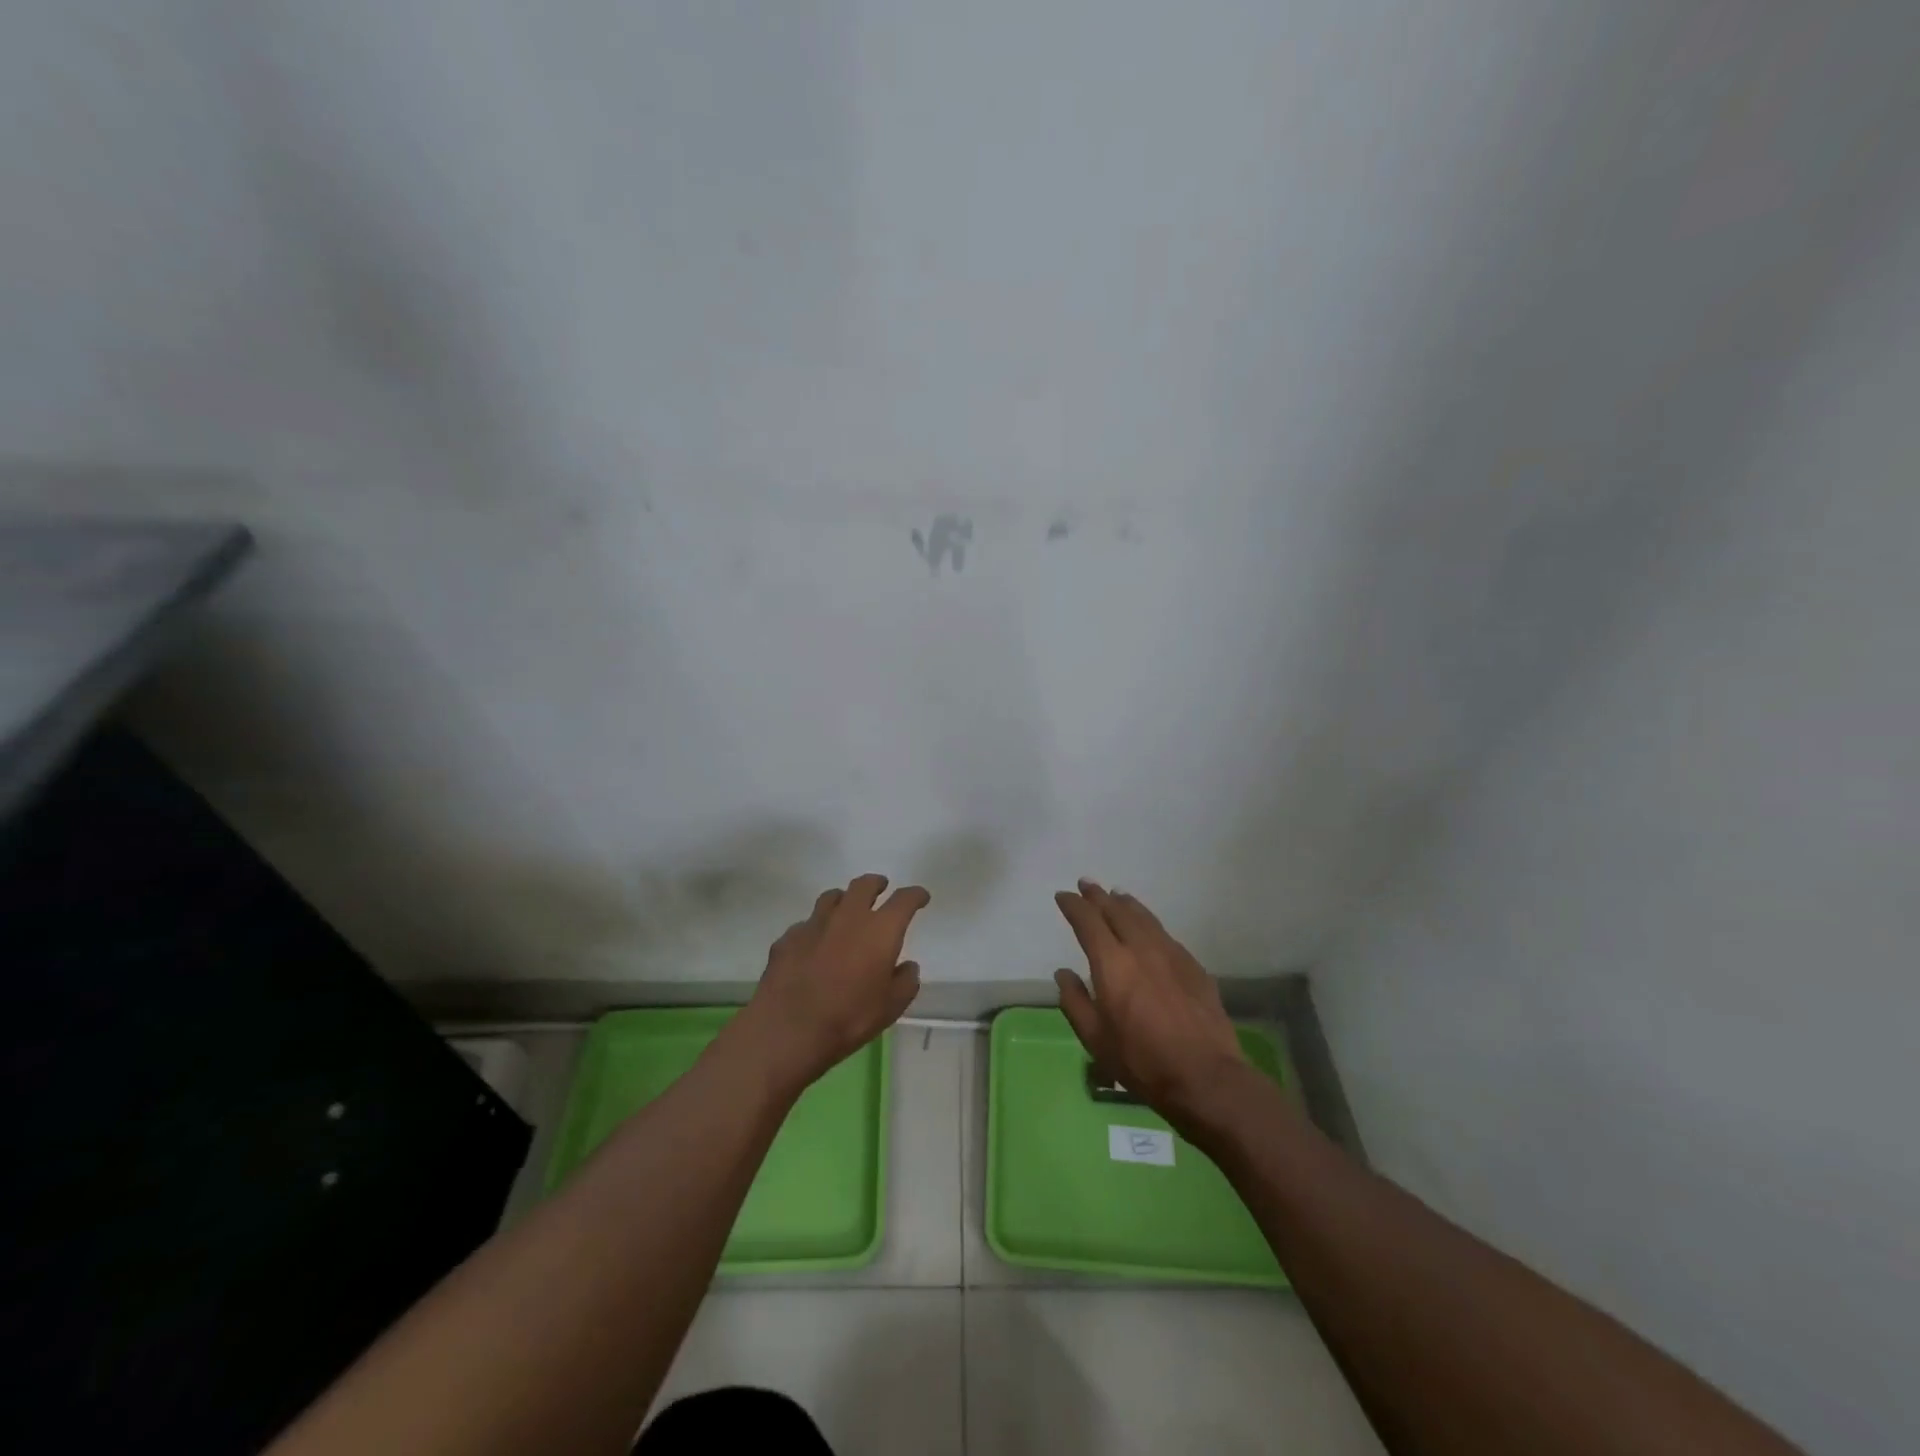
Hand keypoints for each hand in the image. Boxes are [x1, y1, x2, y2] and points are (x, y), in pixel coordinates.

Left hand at [738, 874, 928, 1093]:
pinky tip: (814, 946)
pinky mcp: (788, 937)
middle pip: (864, 885)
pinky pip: (807, 924)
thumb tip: (907, 966)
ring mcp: (814, 924)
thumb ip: (905, 982)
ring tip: (847, 910)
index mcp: (880, 930)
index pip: (904, 900)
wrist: (787, 1029)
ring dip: (844, 899)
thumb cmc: (848, 1018)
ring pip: (832, 897)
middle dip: (876, 884)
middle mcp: (848, 916)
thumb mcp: (890, 1008)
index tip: (921, 897)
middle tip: (881, 889)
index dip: (915, 895)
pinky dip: (817, 929)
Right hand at [1053, 879, 1247, 1132]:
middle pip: (1117, 911)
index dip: (1074, 906)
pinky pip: (1165, 934)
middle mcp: (1141, 949)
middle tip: (1087, 884)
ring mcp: (1171, 954)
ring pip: (1144, 917)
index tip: (1063, 896)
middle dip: (1098, 896)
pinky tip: (1149, 928)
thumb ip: (1075, 1002)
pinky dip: (1149, 923)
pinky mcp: (1193, 966)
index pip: (1088, 922)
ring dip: (1126, 903)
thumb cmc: (1142, 1061)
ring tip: (1117, 895)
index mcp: (1112, 964)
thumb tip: (1063, 974)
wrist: (1206, 1077)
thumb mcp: (1095, 1040)